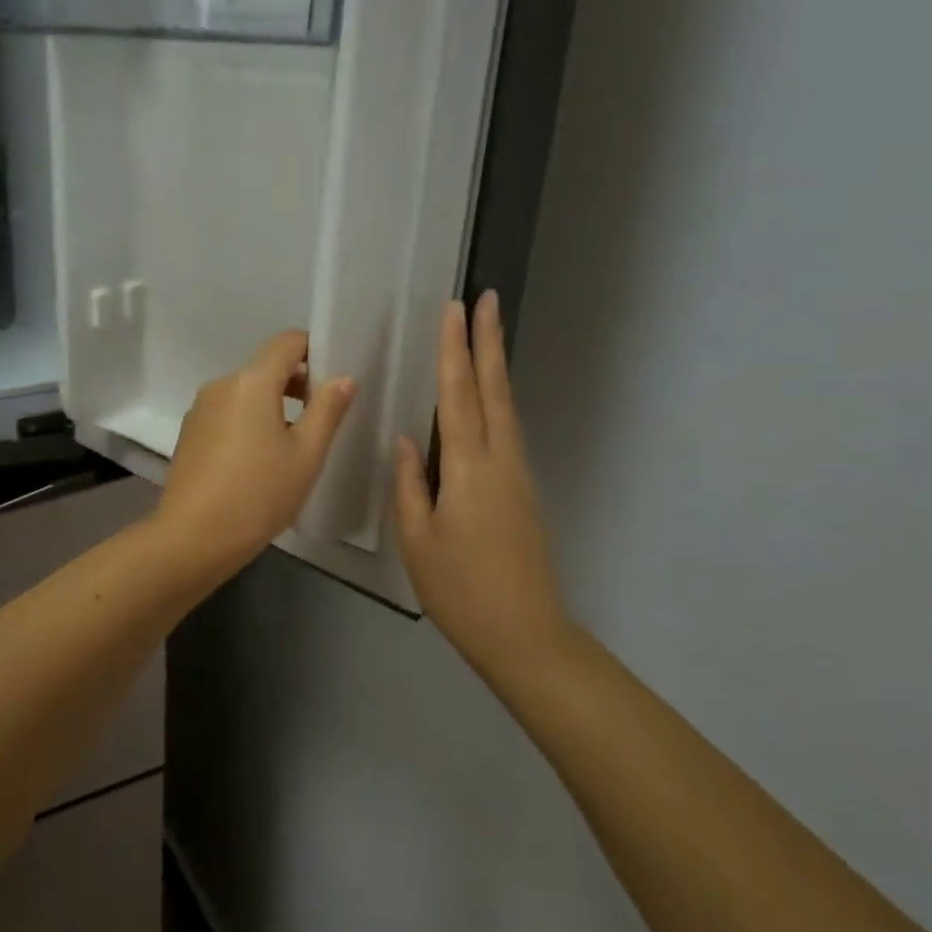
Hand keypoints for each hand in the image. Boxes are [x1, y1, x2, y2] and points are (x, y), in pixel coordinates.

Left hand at [157, 330, 356, 575]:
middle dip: (297, 382)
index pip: (288, 341)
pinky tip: (258, 460)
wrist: (193, 537)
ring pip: (245, 392)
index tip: (333, 380)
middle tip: (322, 417)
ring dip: (273, 405)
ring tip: (293, 444)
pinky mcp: (190, 433)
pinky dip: (248, 421)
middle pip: (266, 367)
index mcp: (252, 381)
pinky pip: (227, 413)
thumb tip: (344, 378)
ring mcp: (200, 409)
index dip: (315, 350)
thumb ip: (328, 410)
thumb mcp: (306, 454)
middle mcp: (222, 385)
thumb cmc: (259, 493)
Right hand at [394, 292, 571, 672]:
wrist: (525, 633)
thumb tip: (406, 439)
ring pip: (504, 407)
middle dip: (488, 341)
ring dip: (495, 366)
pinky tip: (486, 398)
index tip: (456, 309)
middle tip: (488, 298)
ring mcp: (517, 474)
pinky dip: (495, 400)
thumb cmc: (460, 588)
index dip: (455, 349)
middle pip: (493, 389)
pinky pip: (506, 430)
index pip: (459, 394)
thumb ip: (411, 484)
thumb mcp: (418, 538)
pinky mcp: (523, 490)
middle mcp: (500, 459)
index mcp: (469, 467)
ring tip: (487, 334)